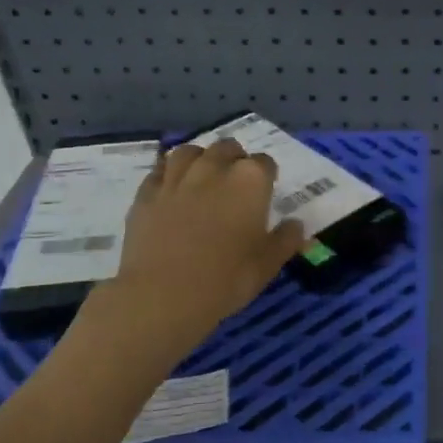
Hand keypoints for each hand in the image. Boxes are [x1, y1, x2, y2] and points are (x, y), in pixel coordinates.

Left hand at [104, 139, 306, 347]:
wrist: (163, 294)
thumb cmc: (226, 280)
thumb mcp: (267, 265)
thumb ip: (285, 240)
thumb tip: (295, 225)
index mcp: (250, 181)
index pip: (265, 163)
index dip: (267, 177)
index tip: (265, 194)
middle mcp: (213, 168)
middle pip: (227, 148)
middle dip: (235, 160)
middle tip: (236, 185)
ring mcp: (176, 178)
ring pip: (190, 151)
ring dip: (201, 159)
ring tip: (203, 177)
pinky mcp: (146, 192)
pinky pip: (160, 170)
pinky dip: (169, 174)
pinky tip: (172, 189)